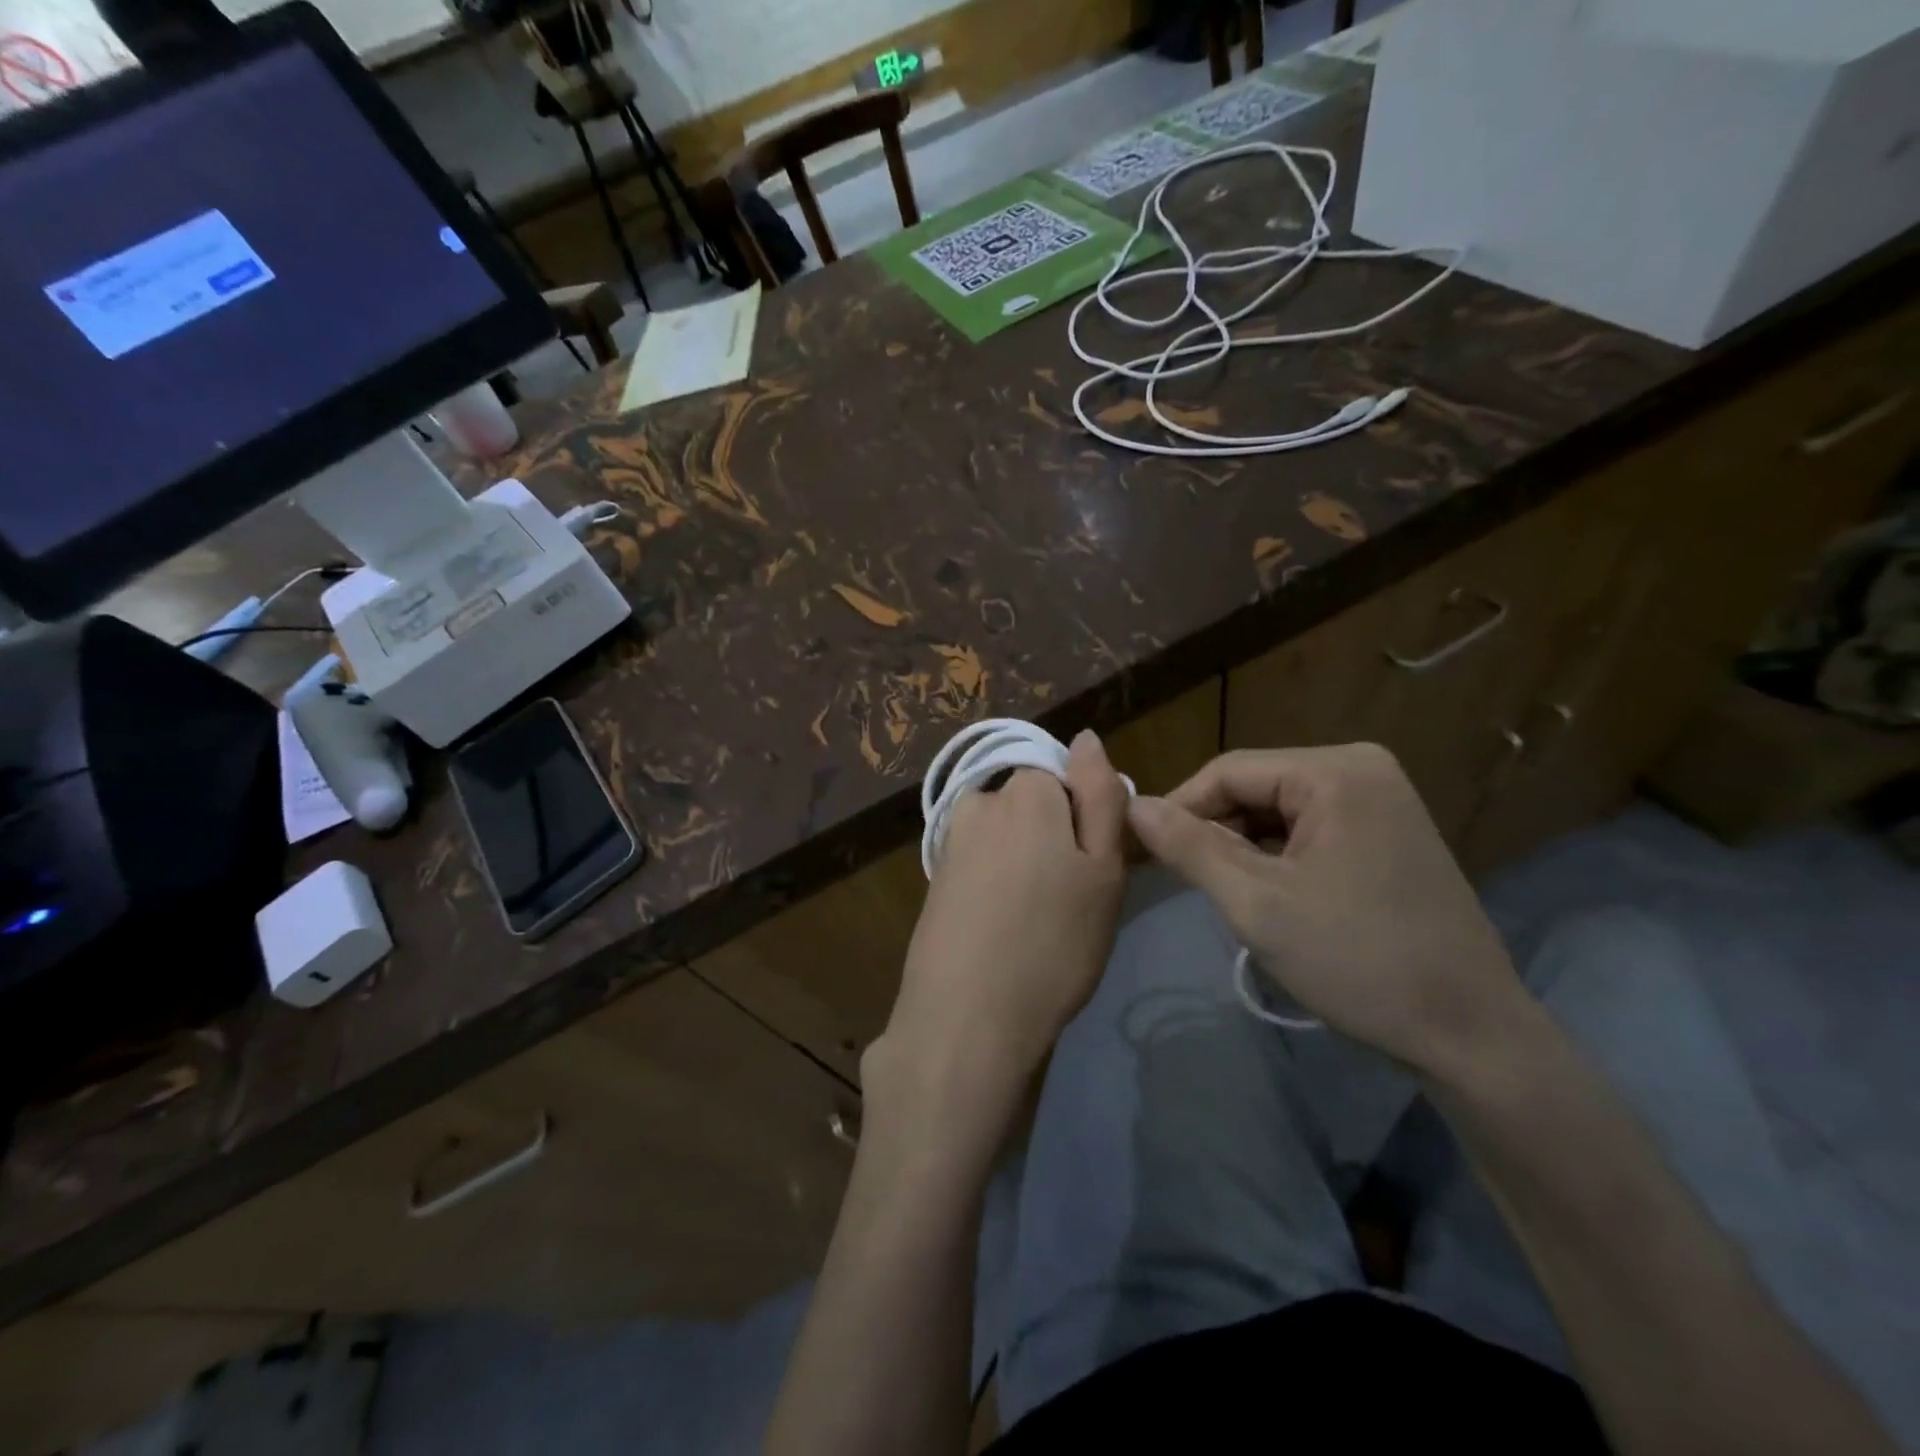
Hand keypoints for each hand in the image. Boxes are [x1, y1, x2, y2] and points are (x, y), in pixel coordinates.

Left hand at [871, 731, 1127, 1122]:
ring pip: (1007, 834)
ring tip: (1038, 920)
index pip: (1066, 775)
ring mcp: (952, 839)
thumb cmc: (1053, 944)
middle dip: (1054, 836)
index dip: (1085, 816)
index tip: (1093, 865)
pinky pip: (981, 863)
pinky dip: (998, 885)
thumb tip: (1085, 738)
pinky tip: (1004, 928)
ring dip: (1025, 862)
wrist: (966, 1018)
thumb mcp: (1103, 869)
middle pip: (1032, 803)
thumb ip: (1099, 794)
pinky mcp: (936, 876)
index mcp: (1025, 791)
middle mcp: (981, 801)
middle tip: (1071, 899)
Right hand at [1126, 743, 1527, 1076]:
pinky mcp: (1389, 831)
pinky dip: (1278, 856)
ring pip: (1279, 809)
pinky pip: (1310, 827)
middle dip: (1215, 830)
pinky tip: (1269, 893)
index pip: (1228, 771)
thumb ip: (1189, 847)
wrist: (1470, 1034)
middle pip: (1256, 786)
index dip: (1179, 808)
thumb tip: (1133, 804)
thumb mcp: (1257, 904)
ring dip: (1244, 847)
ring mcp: (1382, 799)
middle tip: (1186, 882)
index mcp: (1336, 771)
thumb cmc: (1357, 961)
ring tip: (1224, 893)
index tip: (1145, 852)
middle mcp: (1362, 768)